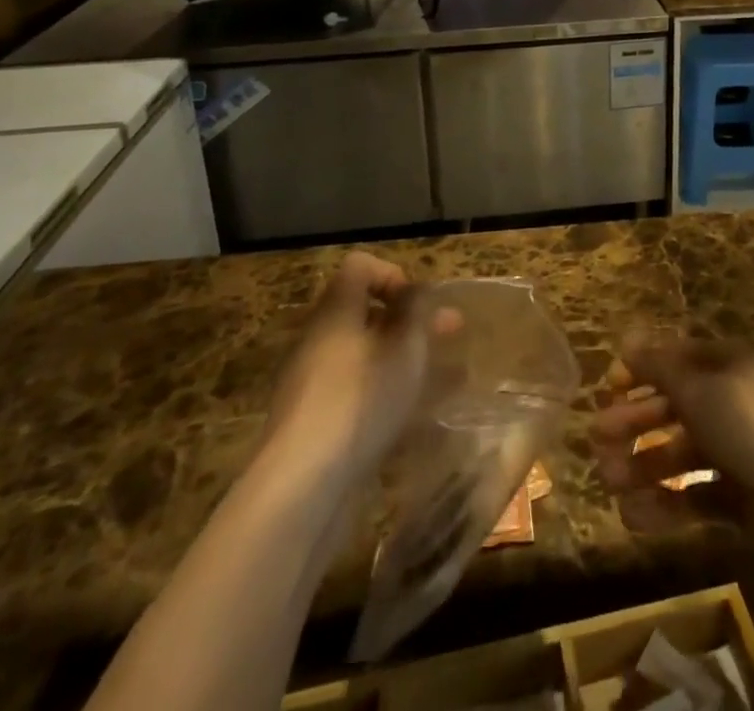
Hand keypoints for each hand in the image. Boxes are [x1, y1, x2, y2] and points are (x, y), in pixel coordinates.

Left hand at [263, 251, 438, 480]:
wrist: (301, 486)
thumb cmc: (360, 400)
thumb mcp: (404, 347)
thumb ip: (416, 311)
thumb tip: (418, 290)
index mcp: (336, 311)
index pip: (360, 267)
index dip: (394, 274)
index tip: (419, 303)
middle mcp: (320, 339)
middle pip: (367, 312)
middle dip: (412, 321)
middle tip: (452, 332)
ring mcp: (313, 382)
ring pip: (366, 354)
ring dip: (405, 359)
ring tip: (446, 378)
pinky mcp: (315, 423)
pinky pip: (358, 391)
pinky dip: (387, 393)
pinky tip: (417, 417)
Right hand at [590, 333, 753, 565]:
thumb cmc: (748, 423)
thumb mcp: (698, 385)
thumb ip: (659, 366)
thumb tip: (627, 340)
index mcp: (723, 367)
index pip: (674, 362)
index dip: (640, 372)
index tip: (608, 388)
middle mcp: (727, 405)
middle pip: (672, 409)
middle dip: (633, 422)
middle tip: (597, 439)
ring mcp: (734, 453)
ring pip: (677, 455)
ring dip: (641, 465)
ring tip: (609, 481)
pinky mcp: (739, 500)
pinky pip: (693, 497)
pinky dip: (664, 505)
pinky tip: (634, 515)